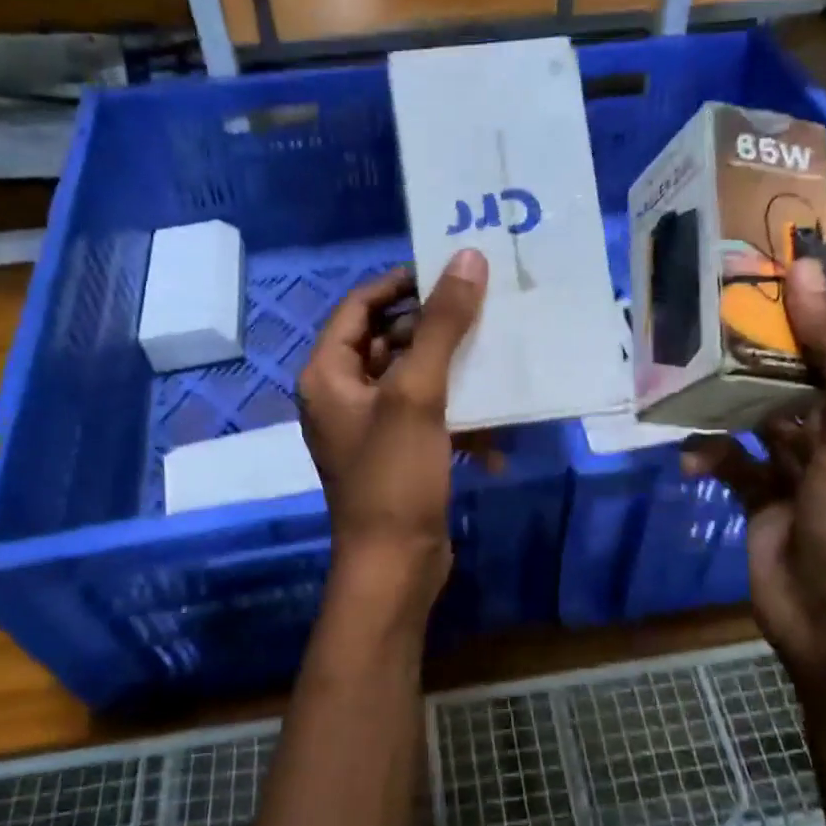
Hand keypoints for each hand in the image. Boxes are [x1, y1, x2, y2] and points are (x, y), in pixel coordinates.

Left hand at [297, 249, 488, 596]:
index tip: (448, 270)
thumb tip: (466, 259)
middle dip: (435, 328)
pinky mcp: (397, 453)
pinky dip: (457, 419)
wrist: (395, 566)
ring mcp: (369, 426)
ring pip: (413, 378)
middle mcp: (342, 395)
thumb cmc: (395, 476)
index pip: (360, 306)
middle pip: (388, 340)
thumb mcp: (418, 394)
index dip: (401, 283)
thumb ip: (441, 325)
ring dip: (453, 373)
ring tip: (496, 359)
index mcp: (328, 374)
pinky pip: (427, 416)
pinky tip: (493, 439)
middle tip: (482, 310)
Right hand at [682, 257, 825, 686]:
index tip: (751, 266)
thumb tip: (804, 269)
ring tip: (679, 376)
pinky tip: (688, 456)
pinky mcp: (754, 496)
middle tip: (696, 317)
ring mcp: (788, 466)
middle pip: (780, 374)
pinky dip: (705, 453)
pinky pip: (725, 460)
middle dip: (743, 350)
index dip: (796, 304)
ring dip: (717, 400)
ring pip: (747, 414)